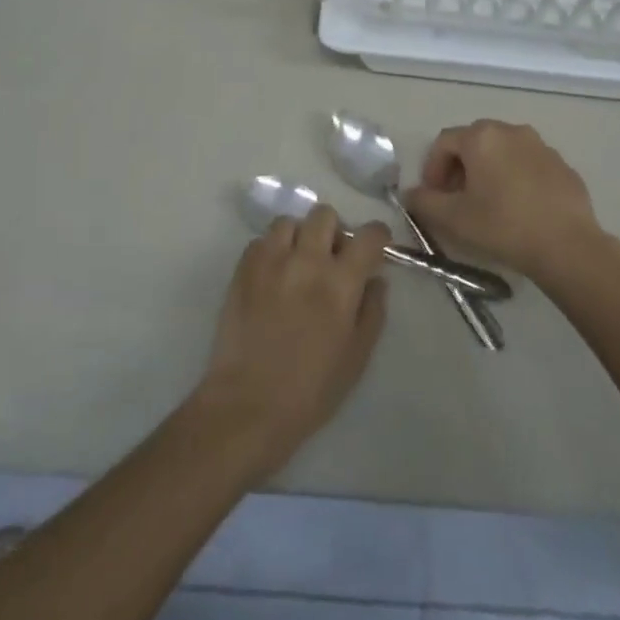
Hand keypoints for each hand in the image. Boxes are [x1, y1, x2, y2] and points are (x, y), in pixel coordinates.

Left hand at [194, 206, 389, 481]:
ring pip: (289, 221)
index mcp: (340, 282)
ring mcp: (270, 261)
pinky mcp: (242, 269)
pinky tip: (272, 275)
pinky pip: (260, 241)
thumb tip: (376, 279)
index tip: (375, 246)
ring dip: (299, 236)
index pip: (368, 235)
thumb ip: (372, 311)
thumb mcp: (357, 357)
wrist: (249, 404)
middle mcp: (307, 260)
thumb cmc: (311, 389)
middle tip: (331, 256)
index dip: (377, 235)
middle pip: (325, 214)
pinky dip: (270, 250)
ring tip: (297, 261)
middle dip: (334, 230)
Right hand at [403, 120, 613, 286]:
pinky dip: (516, 178)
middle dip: (459, 167)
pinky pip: (528, 165)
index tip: (433, 196)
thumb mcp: (454, 218)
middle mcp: (511, 131)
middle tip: (456, 199)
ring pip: (503, 152)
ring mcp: (541, 146)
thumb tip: (411, 194)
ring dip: (488, 171)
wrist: (567, 245)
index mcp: (482, 137)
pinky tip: (519, 209)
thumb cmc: (503, 225)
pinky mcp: (563, 165)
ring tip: (487, 204)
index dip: (432, 168)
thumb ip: (424, 202)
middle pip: (474, 142)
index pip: (444, 142)